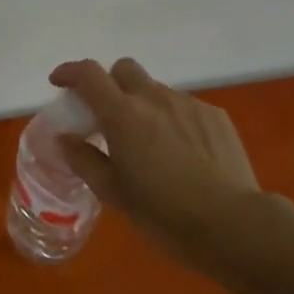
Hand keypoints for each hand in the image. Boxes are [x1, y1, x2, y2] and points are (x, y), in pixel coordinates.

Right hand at [48, 58, 260, 260]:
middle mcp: (154, 98)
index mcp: (123, 115)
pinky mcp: (215, 115)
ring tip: (151, 144)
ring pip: (156, 90)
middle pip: (124, 69)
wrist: (233, 224)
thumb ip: (84, 160)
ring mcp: (188, 103)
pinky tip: (183, 153)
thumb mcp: (115, 194)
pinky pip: (184, 107)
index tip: (60, 83)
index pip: (89, 74)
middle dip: (110, 83)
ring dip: (144, 105)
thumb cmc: (165, 214)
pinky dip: (173, 120)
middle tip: (108, 116)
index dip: (70, 72)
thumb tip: (64, 138)